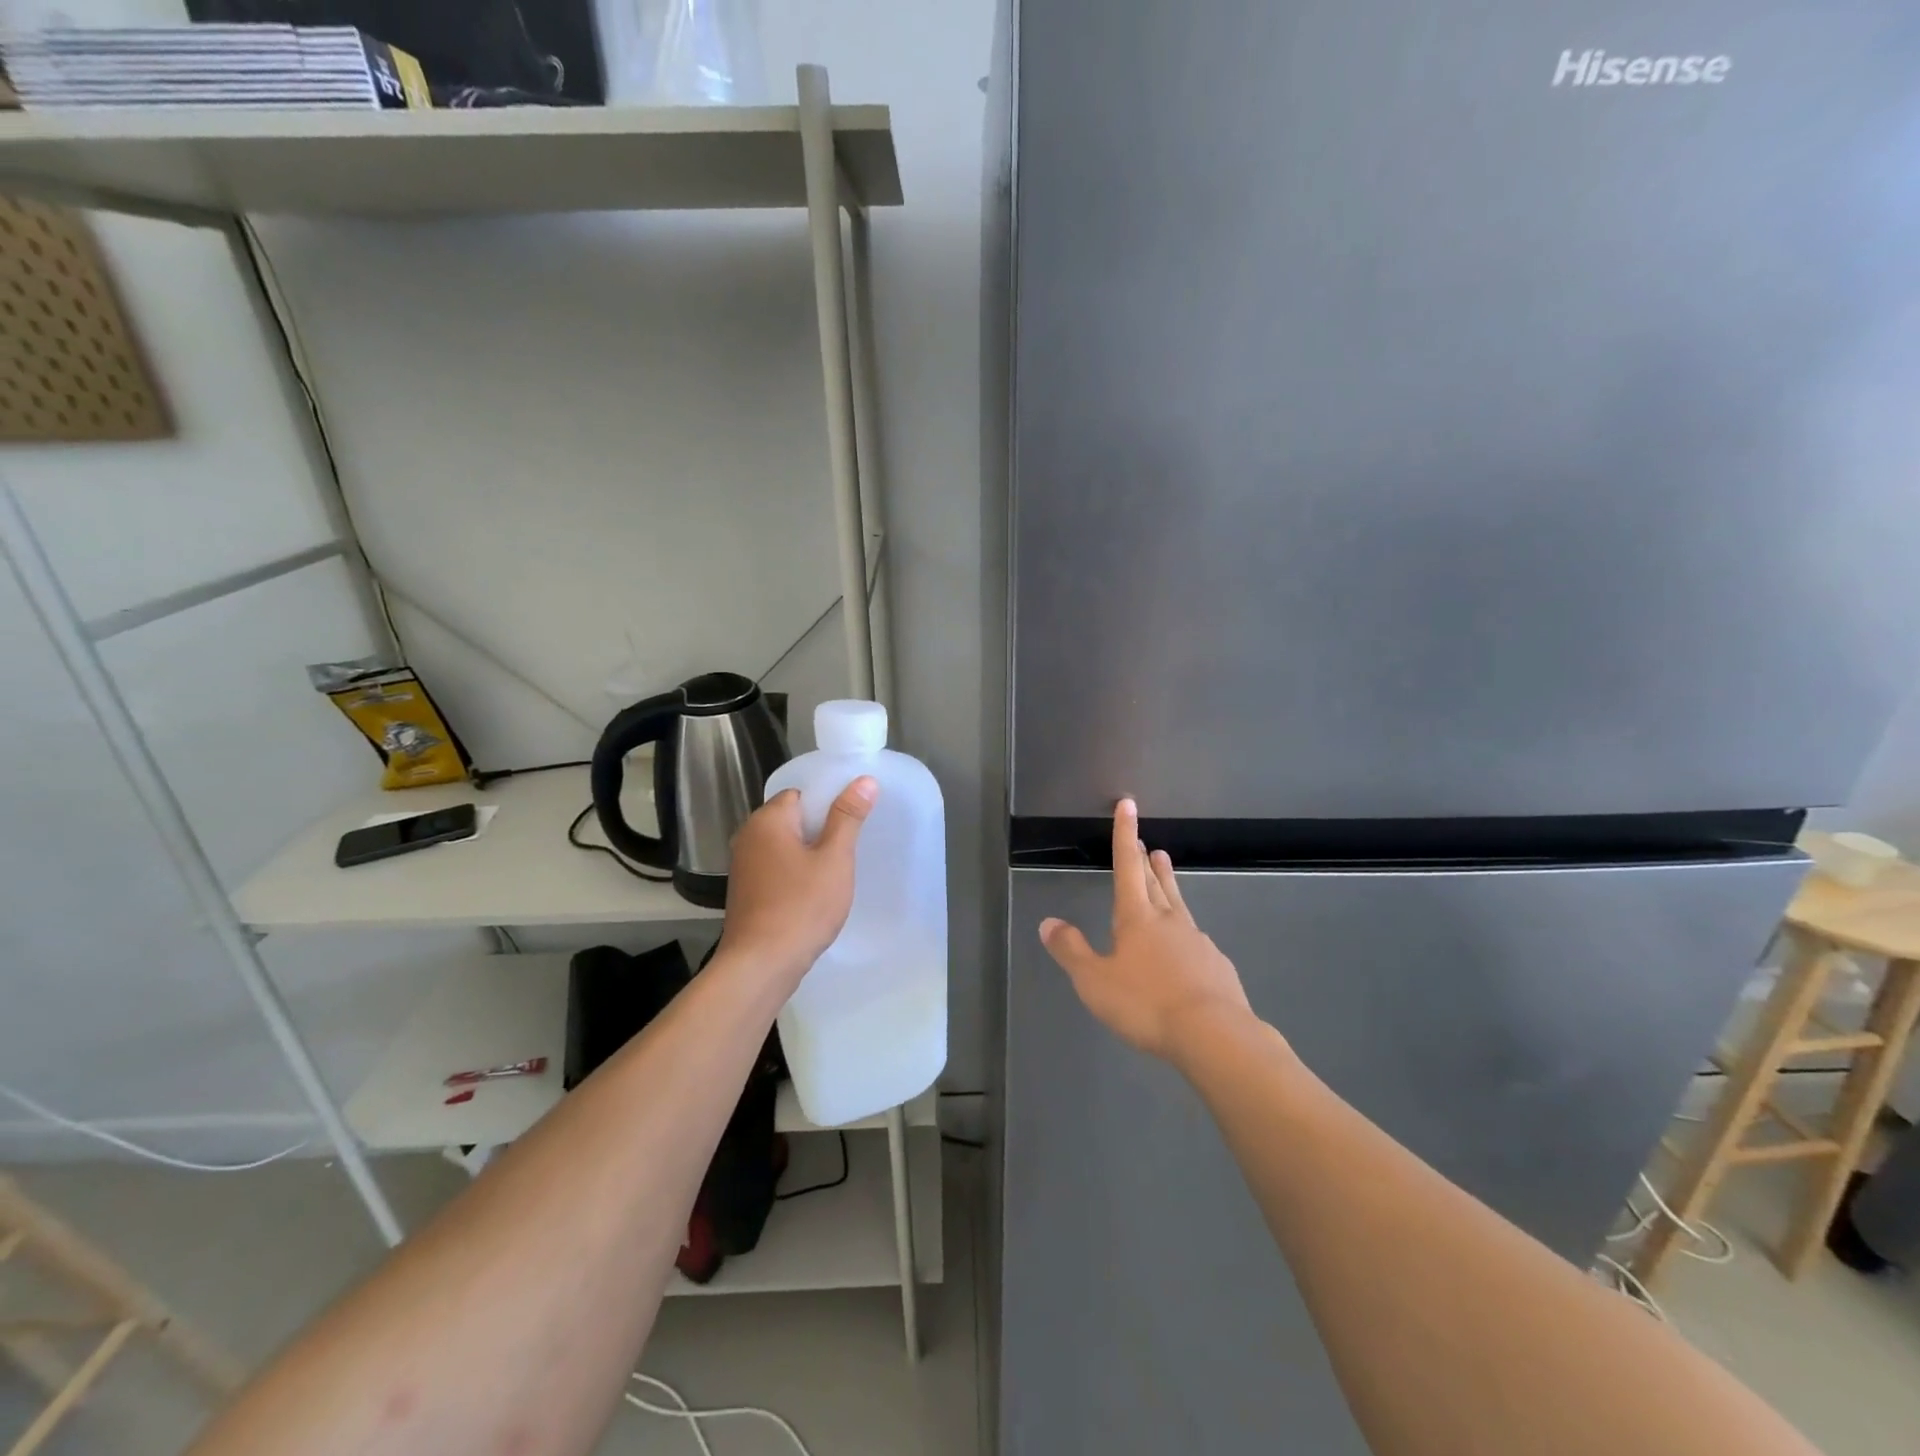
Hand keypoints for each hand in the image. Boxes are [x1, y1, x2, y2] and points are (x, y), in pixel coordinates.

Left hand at [719, 778, 877, 982]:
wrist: (760, 965)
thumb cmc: (801, 906)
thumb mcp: (834, 859)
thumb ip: (848, 817)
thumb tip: (864, 780)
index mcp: (767, 820)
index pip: (801, 794)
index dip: (828, 805)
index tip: (852, 824)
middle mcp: (748, 836)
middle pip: (792, 819)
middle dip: (821, 831)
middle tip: (849, 851)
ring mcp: (743, 866)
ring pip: (785, 846)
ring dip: (809, 855)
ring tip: (835, 874)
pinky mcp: (745, 891)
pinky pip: (777, 869)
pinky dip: (795, 875)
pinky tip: (814, 895)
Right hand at [1039, 798, 1252, 1062]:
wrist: (1215, 1035)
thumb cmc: (1146, 1004)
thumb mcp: (1095, 981)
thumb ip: (1071, 951)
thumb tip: (1047, 922)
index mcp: (1137, 917)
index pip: (1126, 866)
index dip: (1124, 834)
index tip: (1128, 805)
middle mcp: (1169, 920)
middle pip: (1155, 882)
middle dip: (1146, 861)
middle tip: (1146, 843)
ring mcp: (1197, 941)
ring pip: (1178, 904)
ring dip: (1168, 884)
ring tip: (1164, 869)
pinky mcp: (1217, 966)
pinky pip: (1196, 939)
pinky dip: (1185, 931)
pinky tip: (1187, 945)